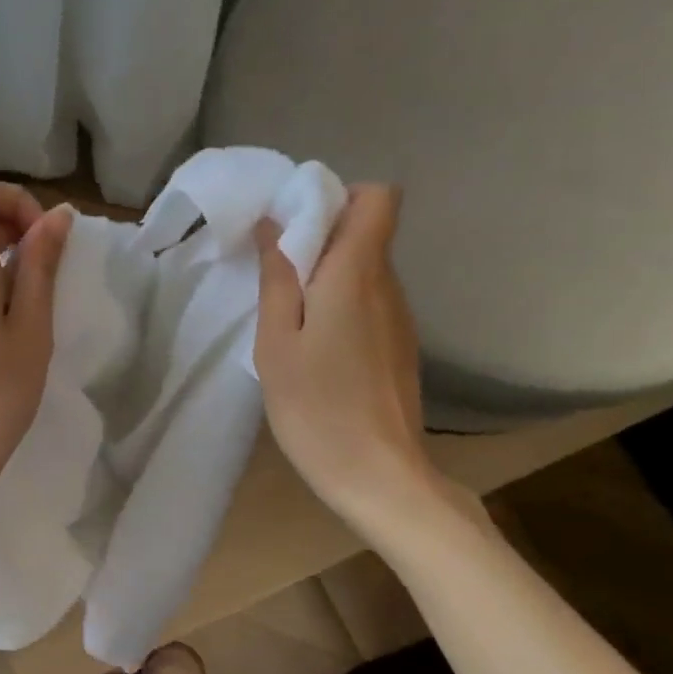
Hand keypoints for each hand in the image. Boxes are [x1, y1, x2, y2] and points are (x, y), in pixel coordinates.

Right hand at [254, 184, 440, 533]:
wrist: (379, 476)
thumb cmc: (316, 407)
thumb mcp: (276, 343)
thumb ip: (277, 280)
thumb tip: (273, 226)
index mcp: (357, 274)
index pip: (378, 198)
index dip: (338, 198)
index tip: (294, 226)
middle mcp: (388, 285)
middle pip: (367, 231)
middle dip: (321, 236)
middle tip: (274, 277)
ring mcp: (399, 318)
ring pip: (366, 268)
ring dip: (327, 274)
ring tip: (288, 318)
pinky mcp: (398, 346)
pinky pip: (369, 301)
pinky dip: (339, 305)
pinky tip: (314, 348)